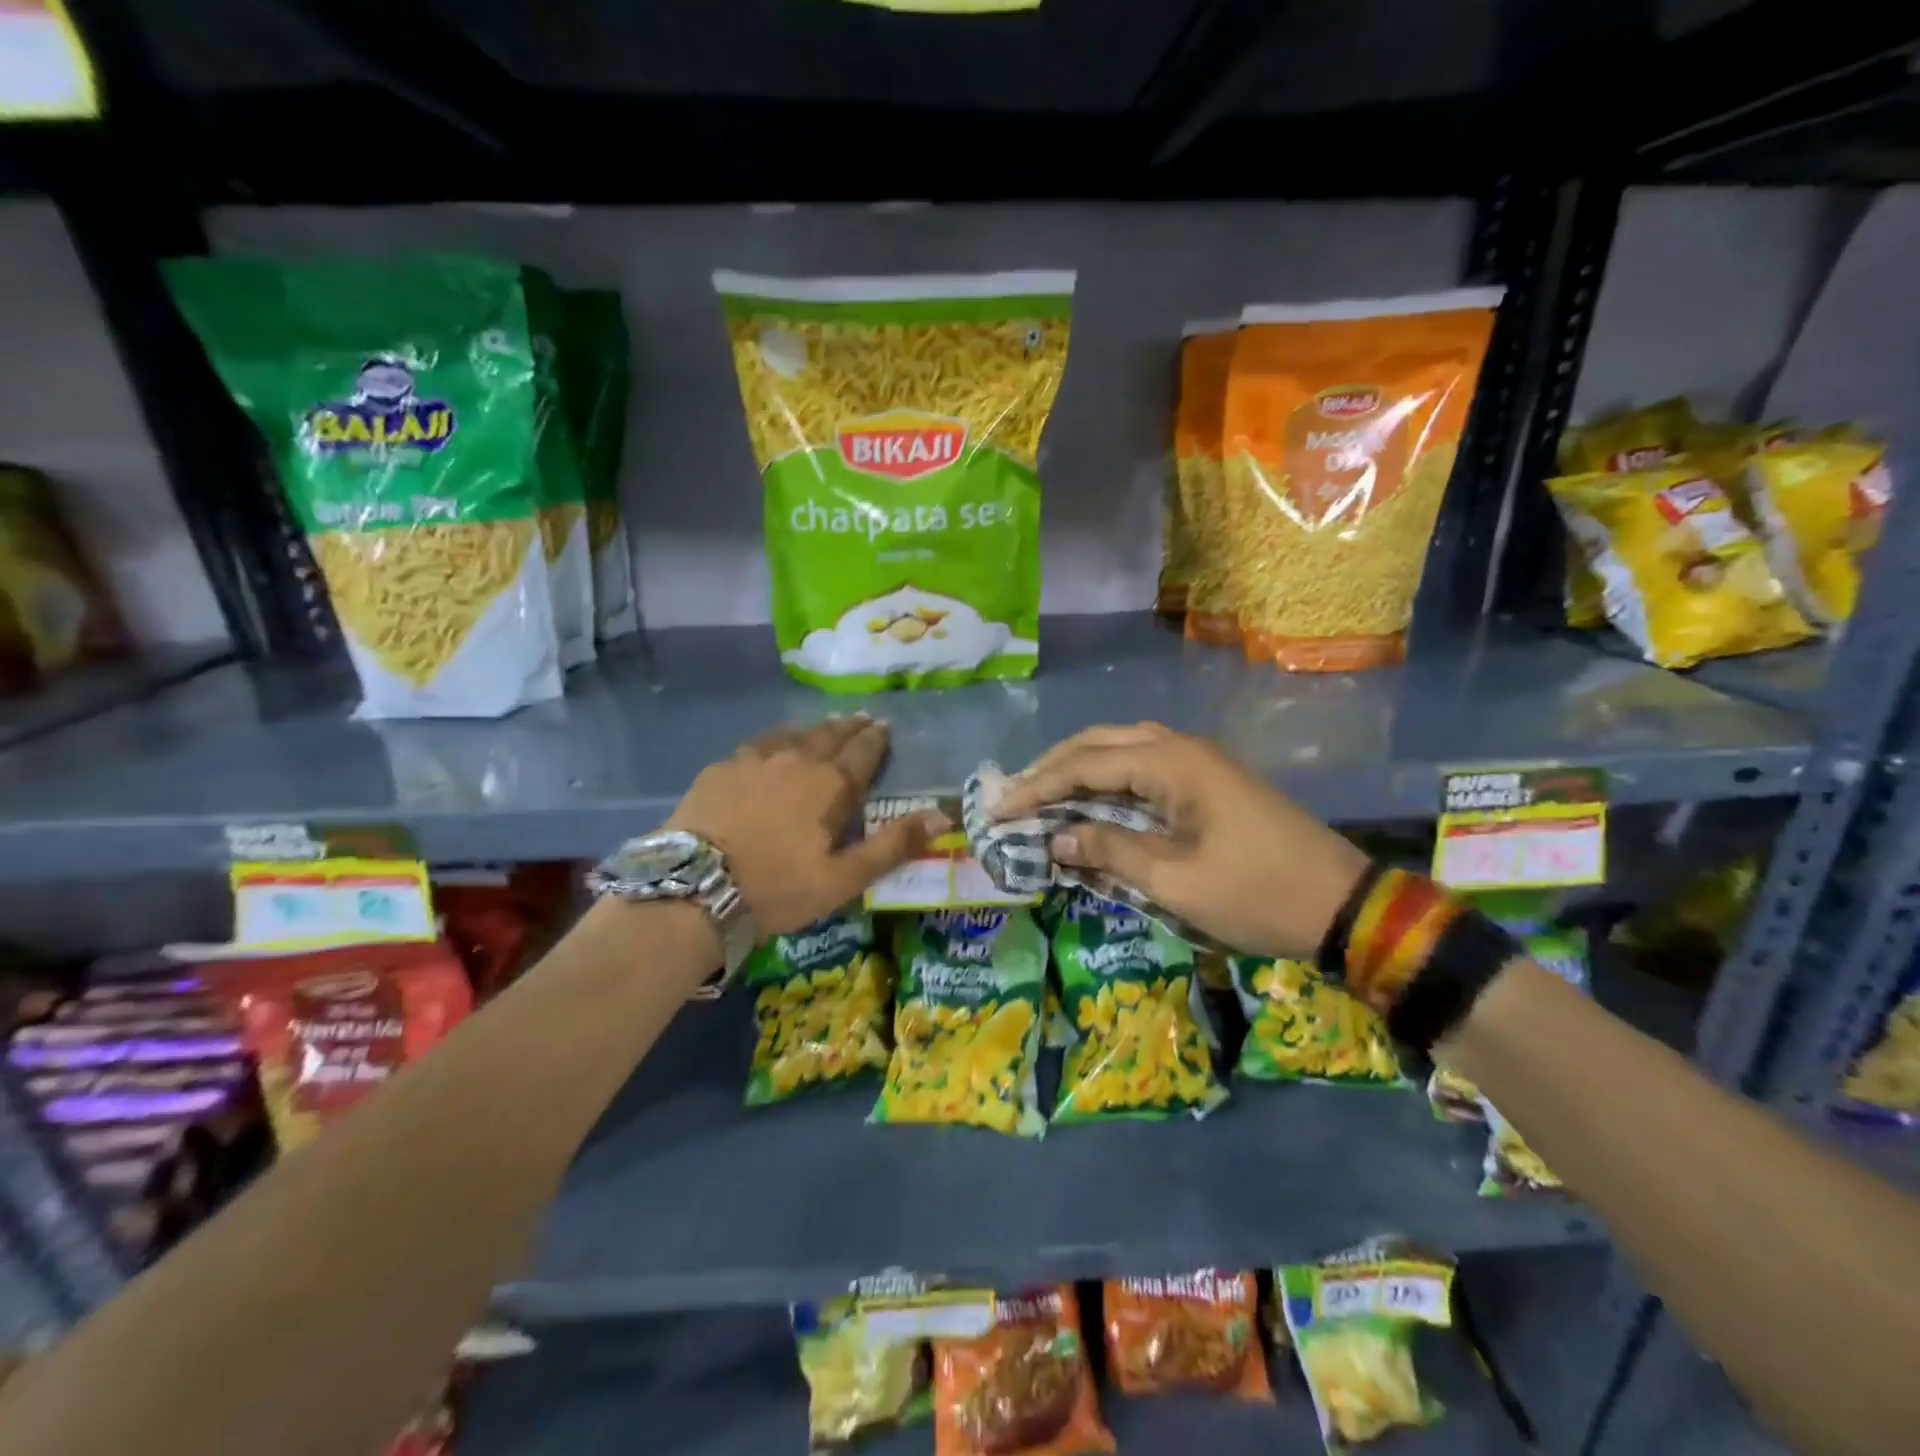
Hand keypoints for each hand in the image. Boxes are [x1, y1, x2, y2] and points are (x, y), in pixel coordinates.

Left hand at [667, 715, 944, 936]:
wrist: (693, 888)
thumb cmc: (777, 887)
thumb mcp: (843, 879)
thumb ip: (893, 845)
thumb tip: (942, 815)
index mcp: (830, 784)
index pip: (862, 752)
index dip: (876, 739)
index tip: (884, 727)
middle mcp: (796, 759)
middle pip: (830, 735)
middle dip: (850, 727)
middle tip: (862, 719)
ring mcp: (754, 759)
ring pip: (795, 733)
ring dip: (816, 728)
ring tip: (826, 725)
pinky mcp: (722, 767)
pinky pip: (760, 742)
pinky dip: (778, 737)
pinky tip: (775, 742)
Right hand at [990, 723, 1369, 958]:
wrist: (1343, 903)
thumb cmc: (1257, 894)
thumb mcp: (1176, 881)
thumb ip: (1110, 850)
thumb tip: (1056, 837)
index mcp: (1172, 763)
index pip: (1085, 764)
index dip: (1036, 787)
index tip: (996, 808)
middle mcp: (1181, 748)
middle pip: (1099, 744)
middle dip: (1052, 768)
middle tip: (1013, 796)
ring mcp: (1198, 761)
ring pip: (1122, 750)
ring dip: (1079, 769)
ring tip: (1041, 794)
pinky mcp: (1208, 781)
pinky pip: (1144, 768)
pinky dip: (1109, 781)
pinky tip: (1090, 800)